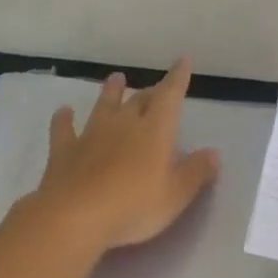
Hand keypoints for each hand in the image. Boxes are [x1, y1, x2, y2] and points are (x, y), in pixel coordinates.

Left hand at [33, 60, 220, 251]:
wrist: (75, 217)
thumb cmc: (134, 207)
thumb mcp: (176, 195)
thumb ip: (196, 172)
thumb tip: (213, 152)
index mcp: (155, 131)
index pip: (170, 96)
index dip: (178, 77)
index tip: (183, 60)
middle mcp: (124, 124)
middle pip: (140, 100)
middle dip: (150, 92)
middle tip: (156, 89)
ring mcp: (91, 135)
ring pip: (104, 105)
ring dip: (111, 92)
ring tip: (116, 78)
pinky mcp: (64, 151)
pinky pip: (63, 129)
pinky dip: (64, 118)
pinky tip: (63, 111)